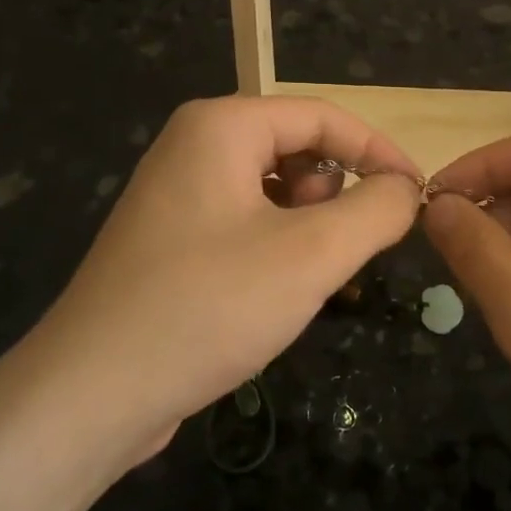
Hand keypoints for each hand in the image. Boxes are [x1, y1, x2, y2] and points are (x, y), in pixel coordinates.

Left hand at [28, 96, 420, 463]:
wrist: (93, 393)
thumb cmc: (209, 307)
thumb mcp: (312, 255)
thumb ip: (376, 210)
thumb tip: (407, 189)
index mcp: (221, 127)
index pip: (323, 117)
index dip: (378, 151)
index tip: (417, 196)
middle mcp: (194, 147)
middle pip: (297, 148)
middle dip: (337, 194)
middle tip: (350, 249)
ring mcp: (177, 194)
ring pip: (274, 190)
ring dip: (309, 226)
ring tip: (308, 276)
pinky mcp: (172, 240)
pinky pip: (246, 222)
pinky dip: (277, 247)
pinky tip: (275, 293)